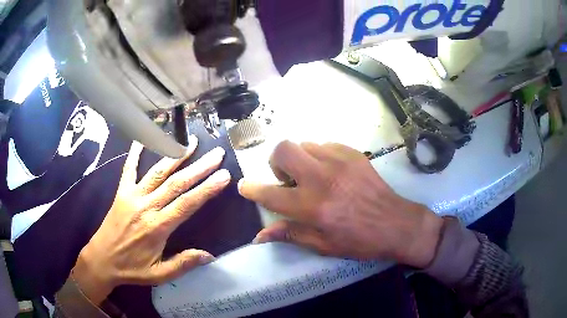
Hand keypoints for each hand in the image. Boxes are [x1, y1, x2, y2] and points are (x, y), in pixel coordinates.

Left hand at [73, 137, 230, 304]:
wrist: (101, 259)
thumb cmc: (131, 269)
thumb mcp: (159, 274)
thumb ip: (183, 263)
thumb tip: (209, 255)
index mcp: (158, 227)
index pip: (187, 203)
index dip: (207, 188)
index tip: (224, 175)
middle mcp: (146, 206)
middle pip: (177, 183)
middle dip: (199, 167)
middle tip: (217, 154)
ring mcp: (132, 196)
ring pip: (158, 172)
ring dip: (176, 156)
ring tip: (191, 143)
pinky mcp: (121, 192)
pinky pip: (129, 168)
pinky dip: (136, 152)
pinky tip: (143, 138)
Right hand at [238, 141, 442, 267]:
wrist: (396, 223)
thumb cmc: (359, 240)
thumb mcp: (323, 245)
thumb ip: (290, 235)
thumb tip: (260, 236)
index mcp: (313, 207)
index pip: (270, 194)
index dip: (252, 189)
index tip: (245, 186)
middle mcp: (322, 178)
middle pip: (283, 149)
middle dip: (276, 162)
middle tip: (288, 178)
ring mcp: (339, 161)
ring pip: (304, 144)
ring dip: (300, 159)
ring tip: (312, 176)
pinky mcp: (353, 153)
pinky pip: (324, 144)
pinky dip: (319, 155)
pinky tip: (330, 171)